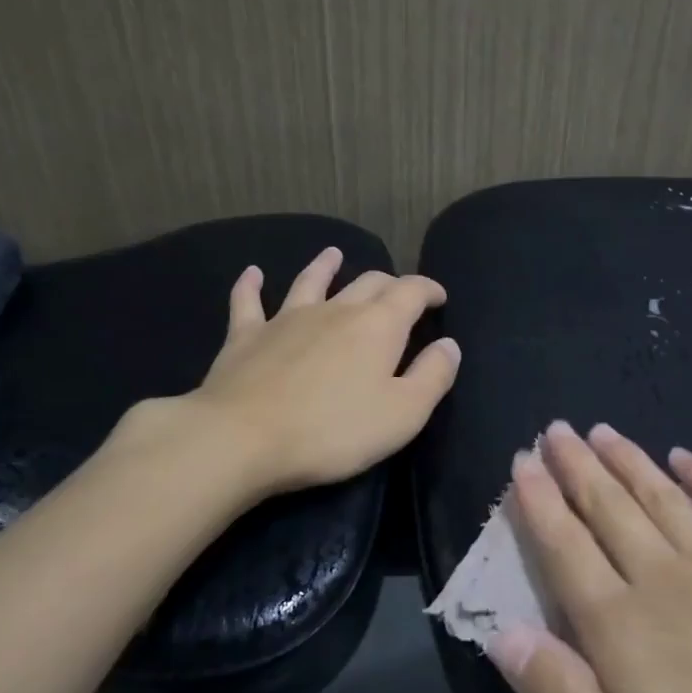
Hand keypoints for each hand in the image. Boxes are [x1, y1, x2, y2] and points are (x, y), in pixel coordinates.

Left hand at [108, 247, 459, 499]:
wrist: (243, 438)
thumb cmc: (333, 431)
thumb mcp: (403, 413)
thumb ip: (433, 376)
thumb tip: (449, 345)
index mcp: (378, 325)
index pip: (411, 292)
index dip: (428, 289)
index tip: (439, 296)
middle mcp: (335, 309)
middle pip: (367, 283)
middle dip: (388, 283)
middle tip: (398, 292)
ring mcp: (287, 318)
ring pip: (311, 281)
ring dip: (324, 266)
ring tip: (333, 254)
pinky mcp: (246, 335)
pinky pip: (248, 301)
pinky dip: (251, 285)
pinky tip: (252, 273)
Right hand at [491, 420, 691, 692]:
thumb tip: (503, 634)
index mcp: (625, 631)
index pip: (567, 550)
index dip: (539, 504)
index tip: (521, 463)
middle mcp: (667, 582)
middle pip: (610, 509)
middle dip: (576, 467)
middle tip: (554, 429)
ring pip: (663, 498)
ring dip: (629, 461)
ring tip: (602, 431)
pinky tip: (690, 457)